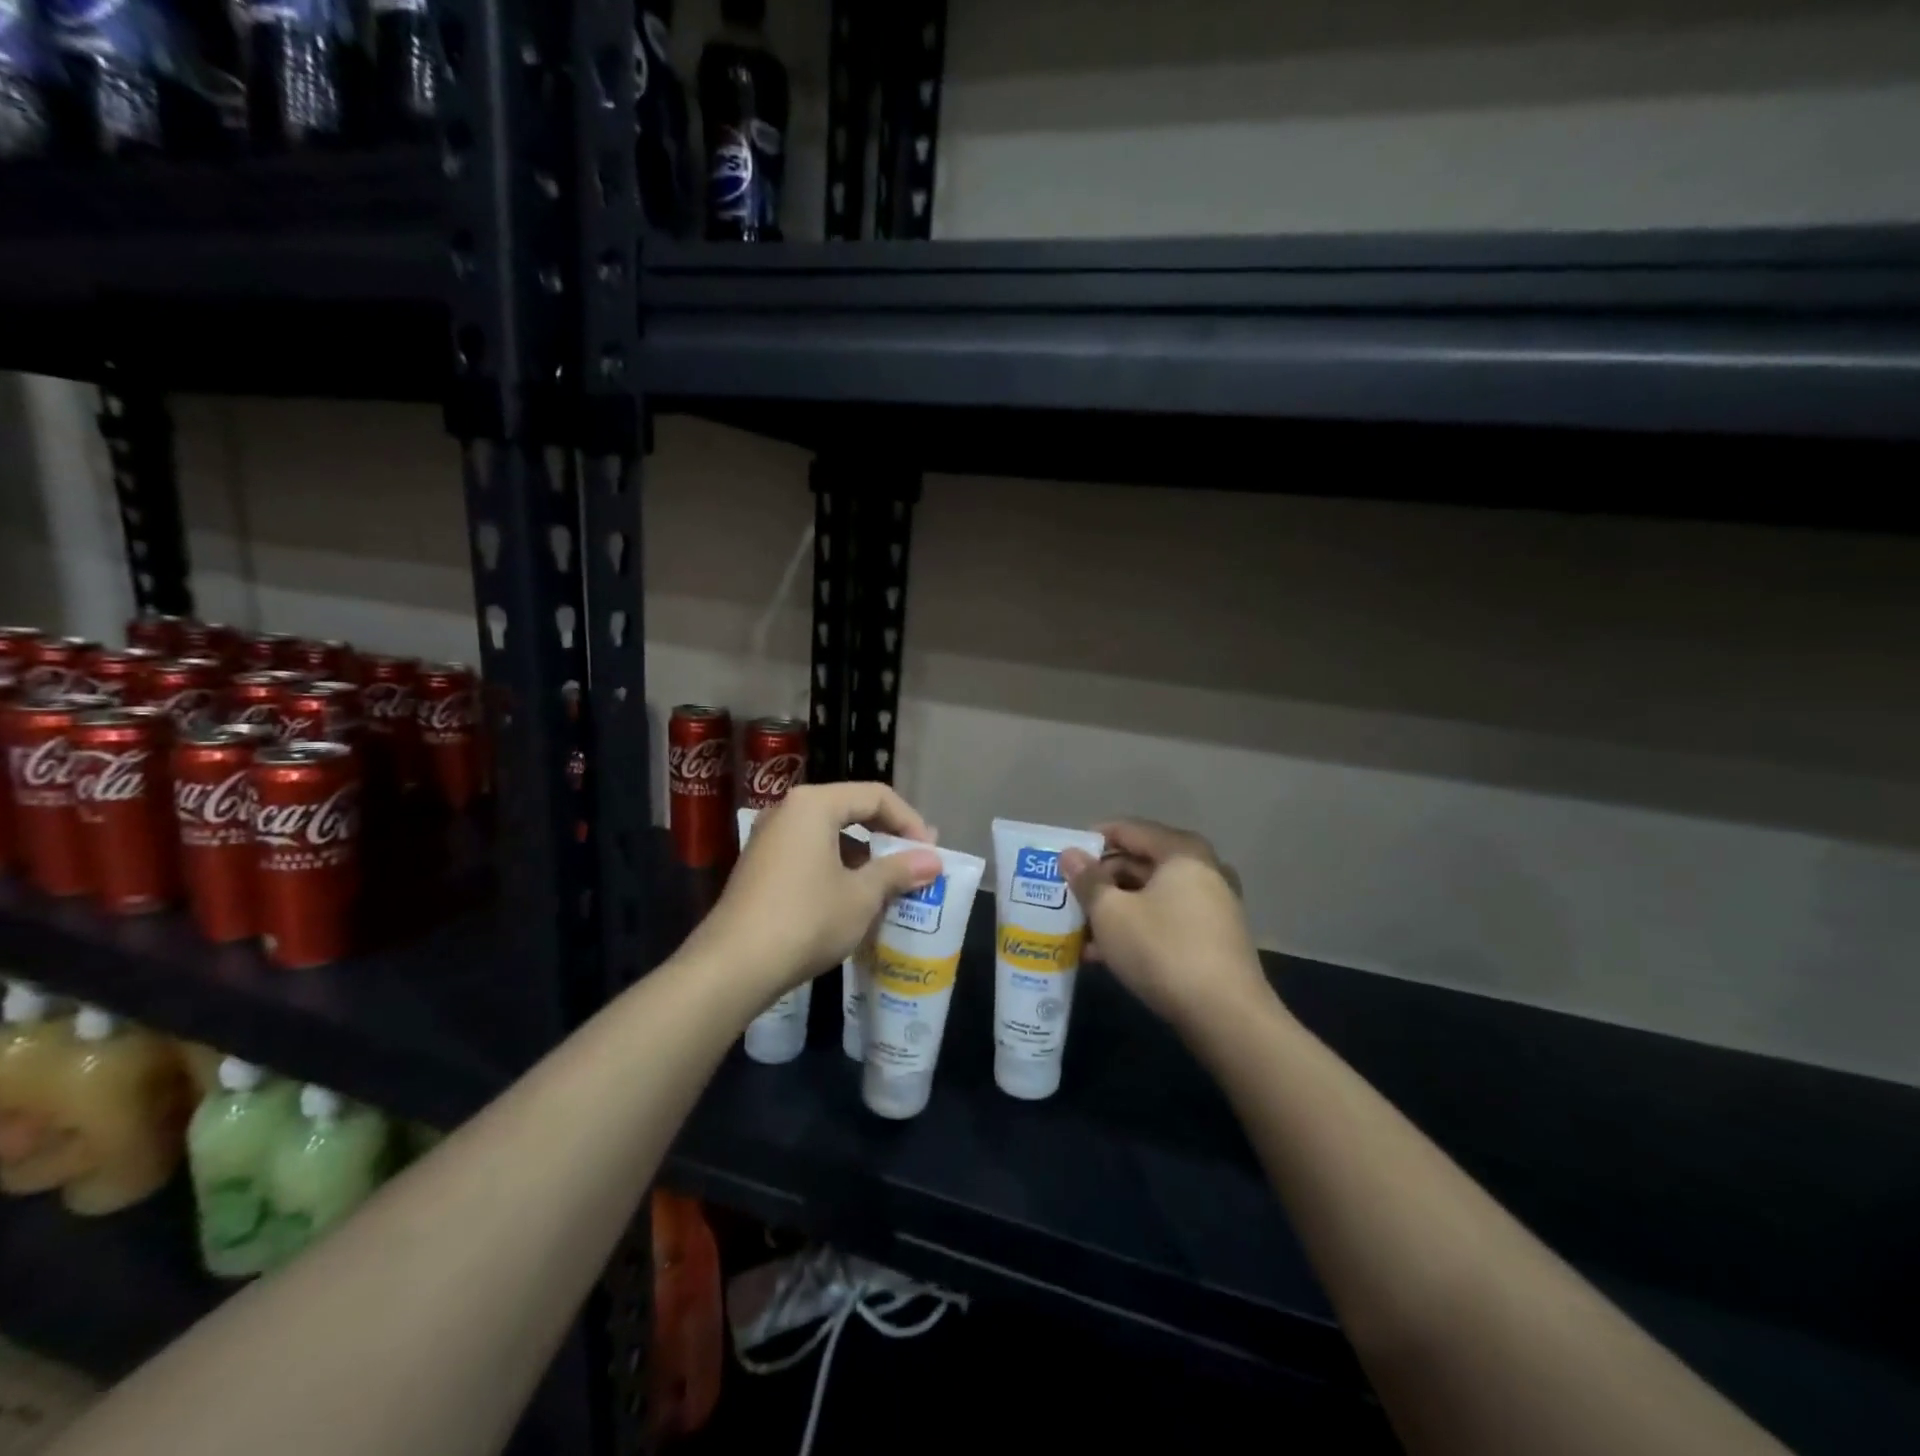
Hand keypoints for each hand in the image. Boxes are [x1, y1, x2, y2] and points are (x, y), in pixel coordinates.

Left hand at [701, 782, 941, 998]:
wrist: (733, 966)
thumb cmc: (806, 919)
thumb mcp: (862, 895)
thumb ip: (898, 870)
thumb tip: (933, 860)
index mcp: (814, 804)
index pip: (875, 796)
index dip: (910, 821)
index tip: (930, 854)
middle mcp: (788, 810)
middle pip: (851, 809)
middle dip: (887, 836)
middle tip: (915, 863)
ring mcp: (769, 838)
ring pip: (830, 833)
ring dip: (864, 855)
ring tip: (890, 884)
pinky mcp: (760, 866)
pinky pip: (810, 853)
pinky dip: (838, 867)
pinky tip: (853, 898)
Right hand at [1060, 820, 1270, 1034]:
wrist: (1225, 1016)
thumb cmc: (1162, 950)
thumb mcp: (1111, 913)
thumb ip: (1087, 880)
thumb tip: (1070, 854)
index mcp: (1181, 852)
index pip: (1128, 830)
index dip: (1092, 840)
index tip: (1063, 859)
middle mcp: (1203, 870)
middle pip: (1141, 862)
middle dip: (1101, 880)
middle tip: (1068, 896)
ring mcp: (1213, 905)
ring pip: (1151, 895)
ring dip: (1115, 908)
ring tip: (1079, 930)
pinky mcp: (1214, 938)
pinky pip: (1166, 919)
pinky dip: (1137, 928)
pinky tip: (1105, 954)